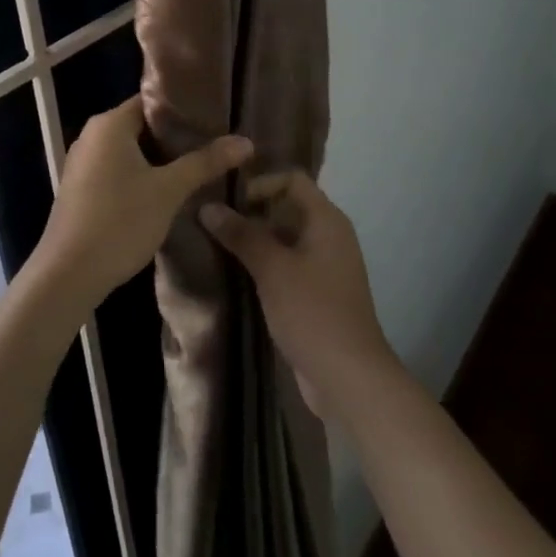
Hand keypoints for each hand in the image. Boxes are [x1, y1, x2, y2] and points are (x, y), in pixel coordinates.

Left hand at [36, 96, 251, 314]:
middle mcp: (92, 136)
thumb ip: (205, 162)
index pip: (153, 101)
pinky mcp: (82, 189)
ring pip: (131, 151)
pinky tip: (168, 190)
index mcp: (109, 124)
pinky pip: (118, 170)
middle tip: (215, 143)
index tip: (217, 118)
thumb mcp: (169, 190)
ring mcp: (83, 164)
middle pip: (143, 125)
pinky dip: (143, 175)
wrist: (68, 275)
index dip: (185, 109)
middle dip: (177, 136)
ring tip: (200, 165)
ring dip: (161, 159)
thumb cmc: (119, 222)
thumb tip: (246, 141)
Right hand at [200, 172, 398, 418]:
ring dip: (255, 242)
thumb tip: (207, 206)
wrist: (348, 376)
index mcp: (326, 220)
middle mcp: (330, 236)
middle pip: (287, 208)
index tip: (228, 203)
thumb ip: (240, 234)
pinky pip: (288, 266)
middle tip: (214, 223)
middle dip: (252, 213)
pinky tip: (237, 277)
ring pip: (285, 239)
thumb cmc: (311, 311)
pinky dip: (265, 266)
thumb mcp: (272, 268)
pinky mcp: (318, 294)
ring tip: (217, 248)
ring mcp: (325, 266)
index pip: (292, 180)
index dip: (260, 184)